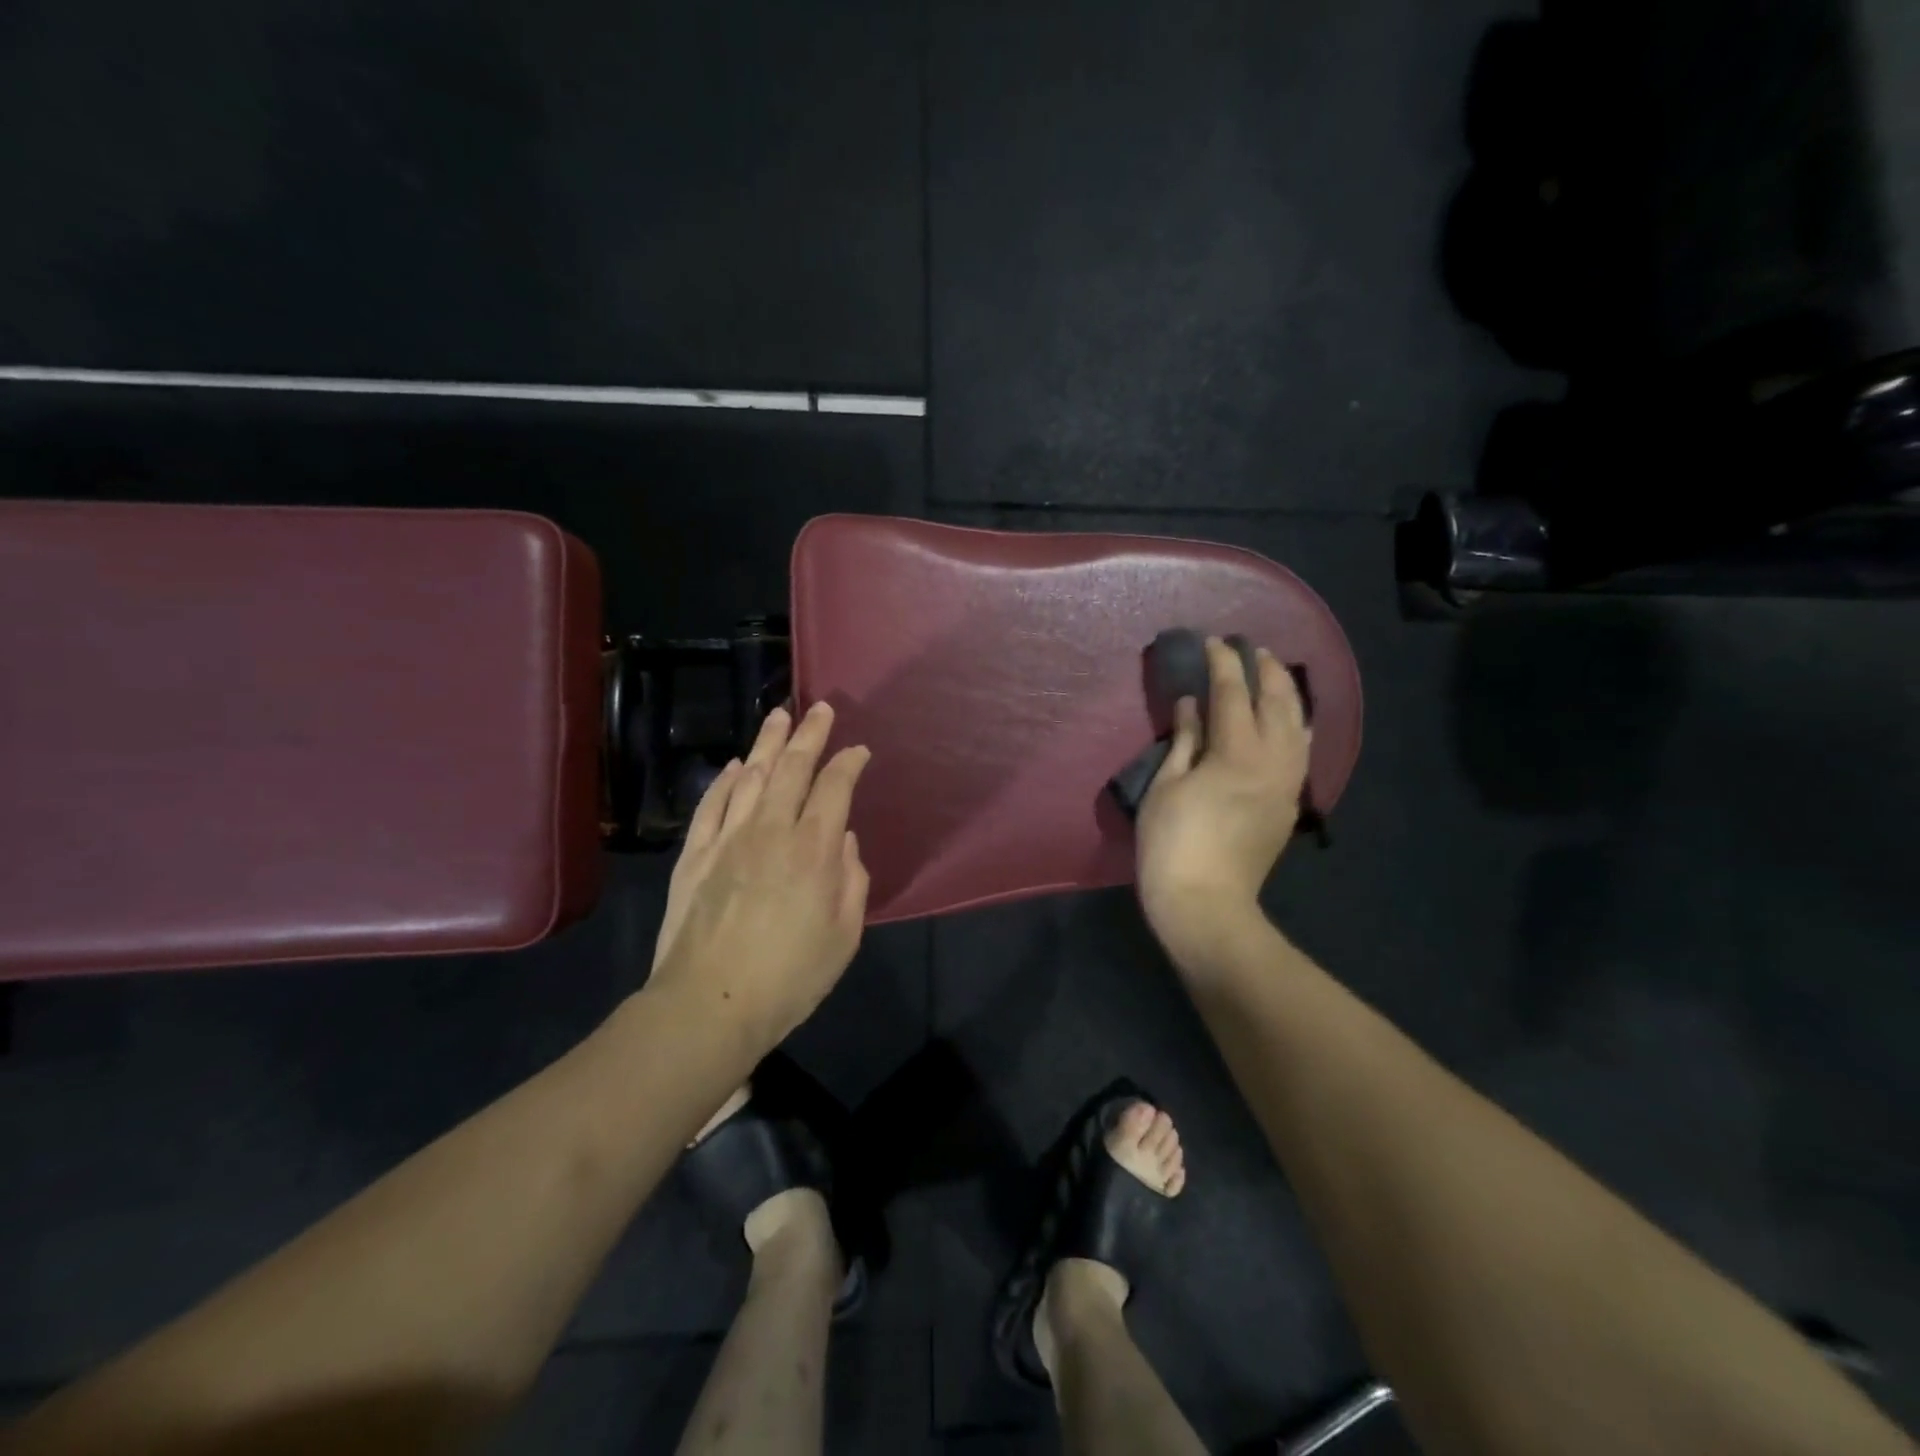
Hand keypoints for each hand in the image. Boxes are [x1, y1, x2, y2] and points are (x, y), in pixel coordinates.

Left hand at [647, 702, 871, 1050]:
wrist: (708, 1005)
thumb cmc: (789, 977)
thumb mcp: (844, 936)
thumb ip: (852, 880)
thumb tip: (844, 840)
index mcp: (814, 849)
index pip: (835, 787)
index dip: (849, 762)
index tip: (859, 750)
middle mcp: (771, 830)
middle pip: (793, 768)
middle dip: (810, 734)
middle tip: (820, 708)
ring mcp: (728, 838)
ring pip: (752, 776)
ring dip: (768, 743)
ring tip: (779, 716)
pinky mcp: (695, 854)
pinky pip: (713, 804)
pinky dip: (726, 779)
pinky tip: (738, 765)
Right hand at [1136, 637, 1310, 965]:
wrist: (1206, 904)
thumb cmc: (1172, 844)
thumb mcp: (1166, 786)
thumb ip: (1185, 740)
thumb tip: (1193, 705)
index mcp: (1236, 752)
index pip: (1232, 693)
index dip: (1223, 663)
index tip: (1212, 642)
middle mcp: (1273, 760)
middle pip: (1277, 702)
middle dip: (1265, 670)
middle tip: (1250, 648)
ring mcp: (1287, 783)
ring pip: (1297, 725)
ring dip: (1287, 694)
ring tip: (1273, 675)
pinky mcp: (1289, 803)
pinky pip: (1301, 752)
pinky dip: (1296, 726)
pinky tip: (1289, 721)